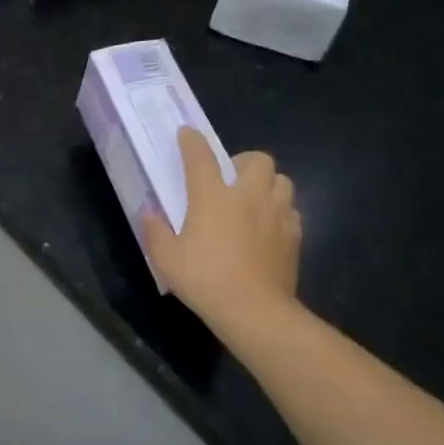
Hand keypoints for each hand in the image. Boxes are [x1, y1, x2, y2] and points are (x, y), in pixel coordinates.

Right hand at [143, 128, 301, 326]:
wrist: (254, 310)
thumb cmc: (204, 279)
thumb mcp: (166, 258)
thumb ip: (155, 231)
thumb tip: (149, 213)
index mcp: (212, 196)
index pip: (201, 156)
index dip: (192, 141)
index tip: (187, 134)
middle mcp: (248, 196)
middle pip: (257, 160)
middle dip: (244, 162)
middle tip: (230, 179)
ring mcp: (276, 214)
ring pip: (282, 181)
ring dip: (267, 184)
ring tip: (253, 201)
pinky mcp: (294, 235)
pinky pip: (291, 211)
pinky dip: (279, 212)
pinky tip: (267, 228)